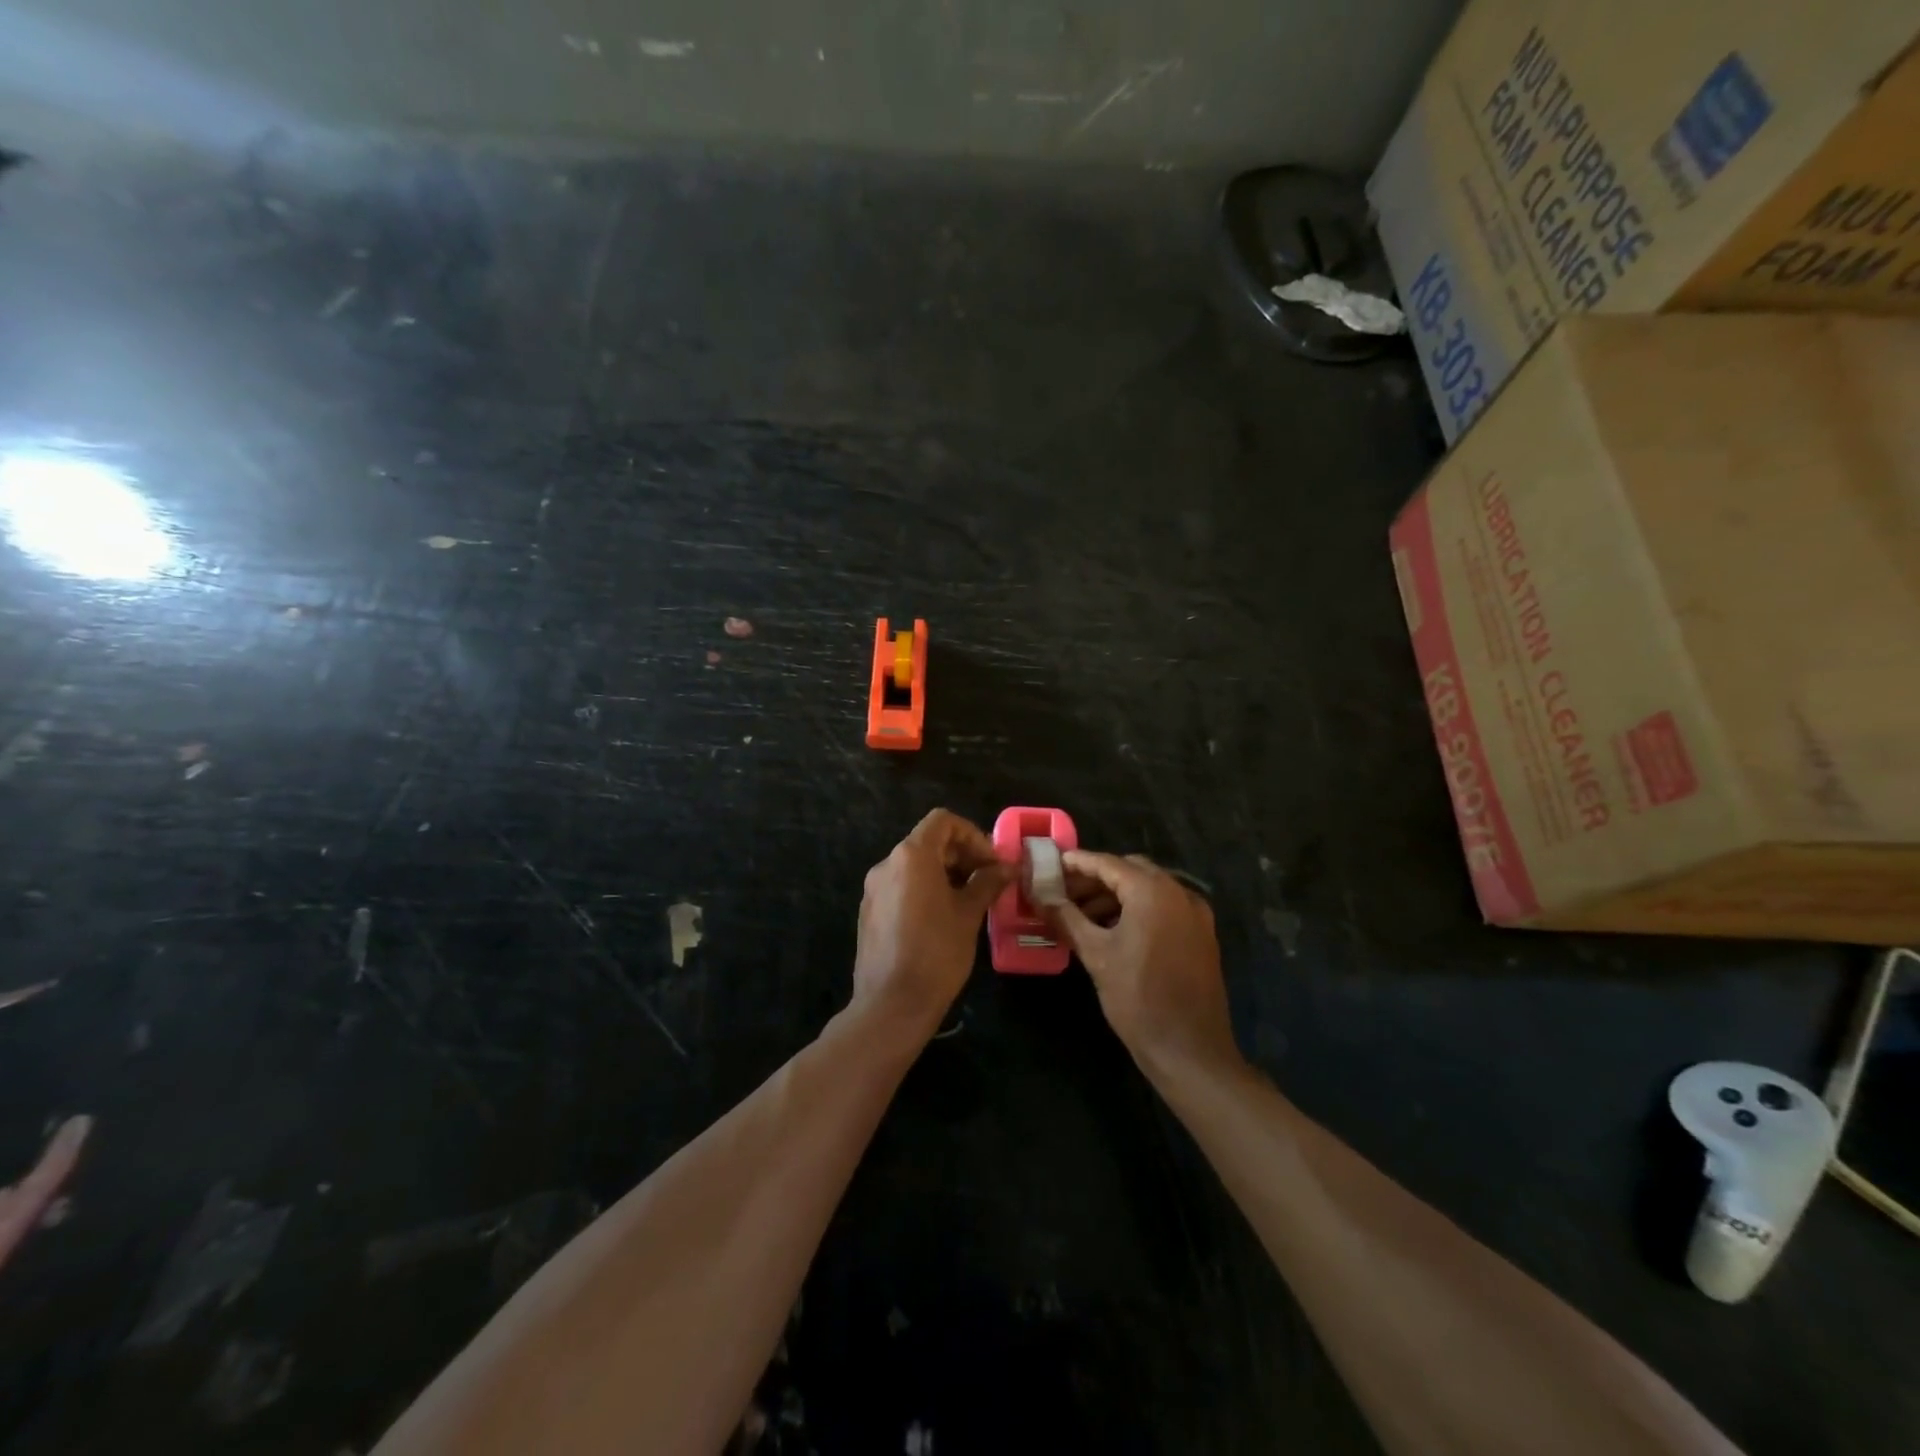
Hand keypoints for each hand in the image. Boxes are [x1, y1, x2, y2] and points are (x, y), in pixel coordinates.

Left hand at [853, 809, 1010, 1039]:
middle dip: (961, 855)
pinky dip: (925, 889)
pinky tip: (944, 917)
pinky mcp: (869, 911)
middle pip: (928, 841)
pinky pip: (901, 886)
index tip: (991, 862)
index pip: (943, 821)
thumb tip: (1006, 867)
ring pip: (914, 865)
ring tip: (971, 900)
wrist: (891, 1004)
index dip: (972, 835)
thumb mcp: (968, 915)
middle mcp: (887, 864)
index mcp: (911, 856)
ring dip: (945, 872)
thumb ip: (987, 883)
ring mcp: (874, 889)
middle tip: (988, 880)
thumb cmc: (936, 953)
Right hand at [1046, 851, 1238, 1077]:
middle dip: (1096, 878)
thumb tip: (1039, 895)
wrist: (1190, 1050)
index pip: (1108, 863)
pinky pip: (1165, 908)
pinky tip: (1113, 930)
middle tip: (1064, 892)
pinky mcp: (1201, 934)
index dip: (1077, 863)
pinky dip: (1138, 910)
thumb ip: (1066, 917)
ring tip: (1082, 915)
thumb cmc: (1138, 998)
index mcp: (1153, 891)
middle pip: (1131, 871)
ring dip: (1116, 895)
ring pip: (1149, 889)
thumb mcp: (1095, 955)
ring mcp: (1195, 913)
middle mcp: (1179, 892)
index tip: (1051, 864)